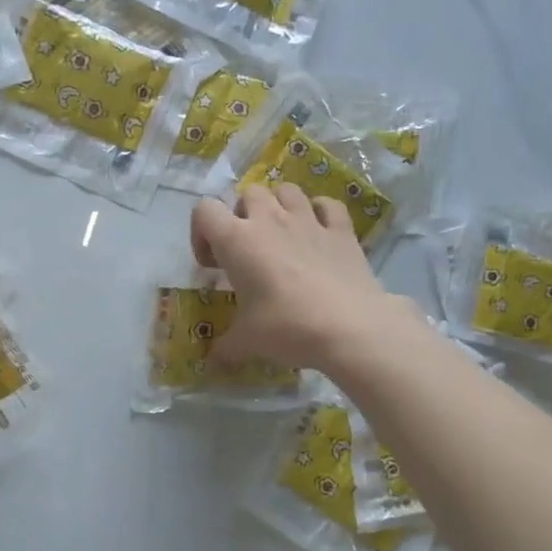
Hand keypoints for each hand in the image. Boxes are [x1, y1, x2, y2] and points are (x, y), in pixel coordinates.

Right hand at [191, 185, 423, 372]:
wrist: (350, 328)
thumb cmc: (286, 327)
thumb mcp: (246, 341)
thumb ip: (226, 346)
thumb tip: (214, 360)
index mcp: (237, 240)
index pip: (205, 210)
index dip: (202, 234)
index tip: (214, 266)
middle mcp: (270, 220)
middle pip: (248, 194)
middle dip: (242, 216)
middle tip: (247, 251)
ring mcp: (308, 220)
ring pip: (286, 190)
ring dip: (278, 205)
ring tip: (280, 235)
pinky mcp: (342, 230)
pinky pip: (327, 204)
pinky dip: (319, 212)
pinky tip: (318, 233)